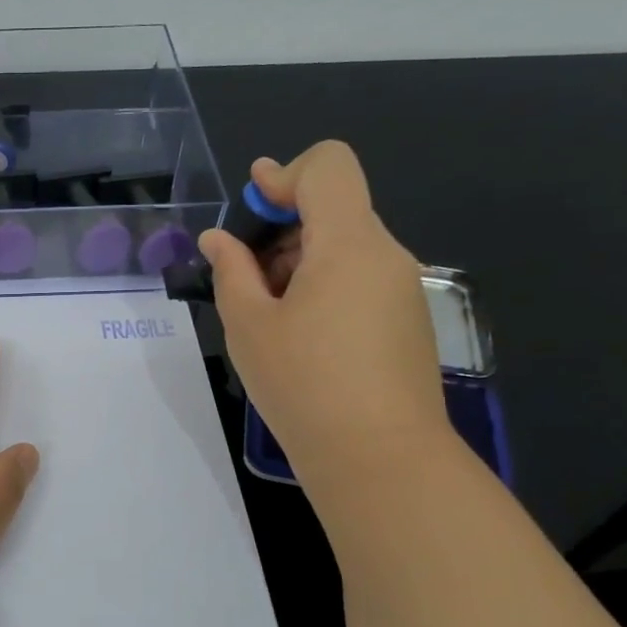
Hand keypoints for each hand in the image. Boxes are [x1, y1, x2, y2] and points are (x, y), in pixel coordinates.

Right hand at [199, 141, 448, 484]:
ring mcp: (403, 288)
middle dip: (283, 229)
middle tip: (246, 279)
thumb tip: (219, 239)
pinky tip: (302, 337)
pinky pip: (361, 278)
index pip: (329, 166)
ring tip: (270, 317)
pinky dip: (325, 286)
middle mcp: (386, 254)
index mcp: (349, 243)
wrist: (381, 460)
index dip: (285, 175)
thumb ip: (231, 270)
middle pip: (334, 208)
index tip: (252, 213)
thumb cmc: (304, 385)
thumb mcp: (249, 325)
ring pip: (346, 246)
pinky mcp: (408, 320)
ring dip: (301, 262)